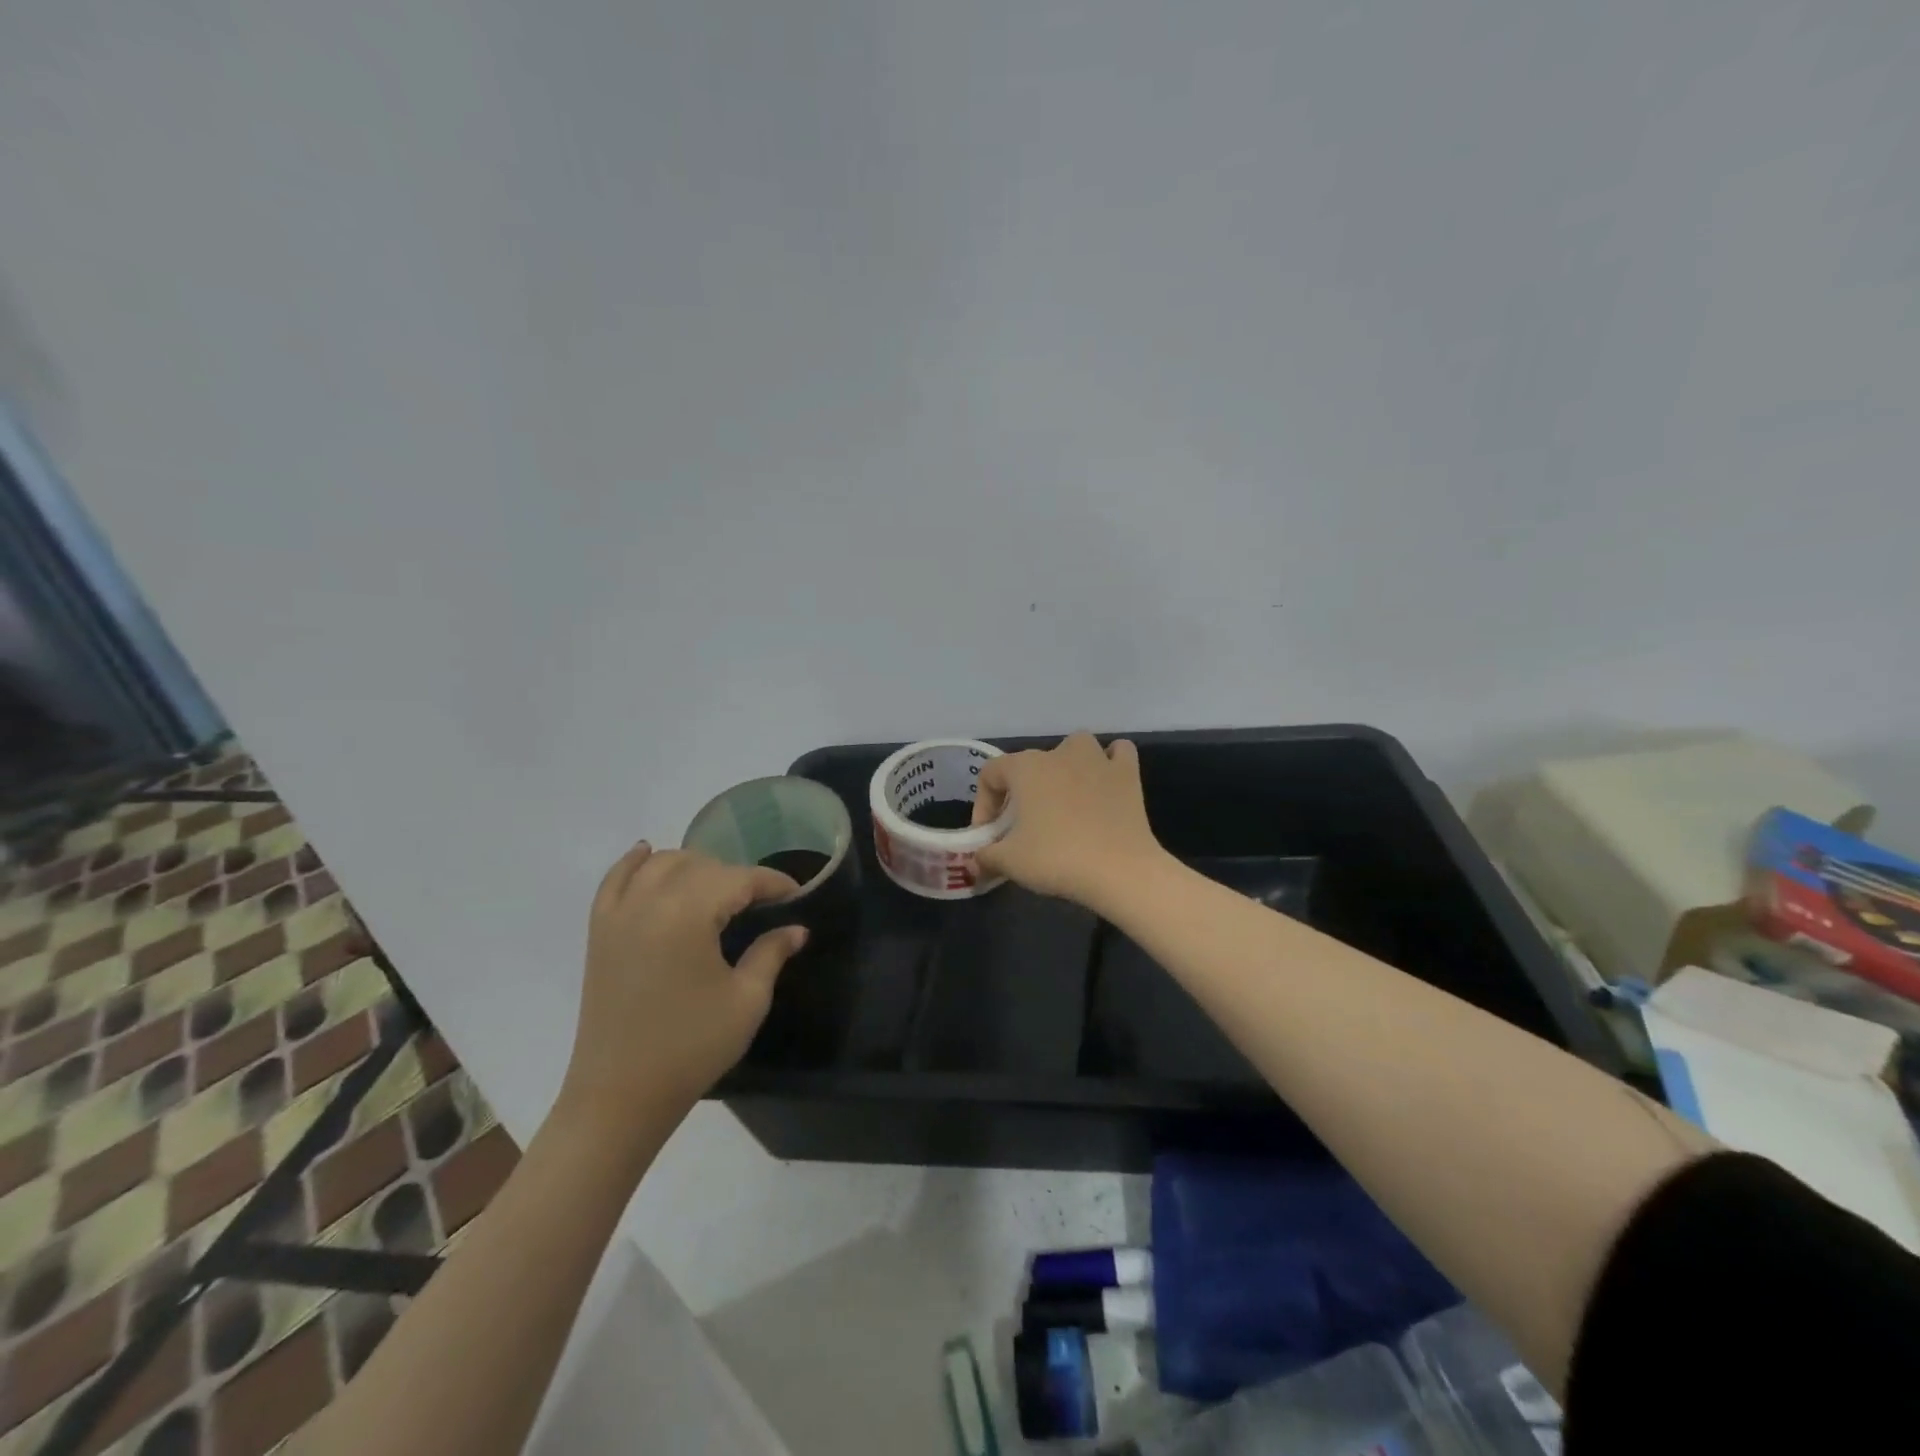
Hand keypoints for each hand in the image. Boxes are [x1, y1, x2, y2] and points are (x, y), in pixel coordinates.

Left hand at [560, 845, 807, 1130]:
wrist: (619, 1096)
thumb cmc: (691, 1048)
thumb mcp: (746, 1000)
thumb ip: (771, 953)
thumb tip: (796, 928)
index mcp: (688, 915)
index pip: (739, 879)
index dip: (772, 882)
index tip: (796, 893)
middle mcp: (648, 902)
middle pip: (701, 865)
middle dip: (736, 876)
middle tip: (761, 902)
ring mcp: (618, 914)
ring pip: (660, 864)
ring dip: (694, 866)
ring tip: (717, 889)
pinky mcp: (599, 932)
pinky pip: (614, 880)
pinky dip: (633, 863)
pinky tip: (648, 853)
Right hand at [972, 732, 1167, 911]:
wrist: (1120, 870)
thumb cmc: (1057, 859)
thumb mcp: (1009, 862)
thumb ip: (986, 856)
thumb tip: (977, 862)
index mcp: (1026, 767)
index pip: (991, 774)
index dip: (984, 804)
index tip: (990, 835)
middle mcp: (1059, 753)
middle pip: (1030, 763)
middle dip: (1022, 792)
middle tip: (1023, 827)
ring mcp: (1097, 759)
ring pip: (1075, 748)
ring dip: (1066, 766)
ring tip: (1063, 797)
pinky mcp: (1128, 773)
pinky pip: (1117, 754)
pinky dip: (1109, 763)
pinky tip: (1104, 782)